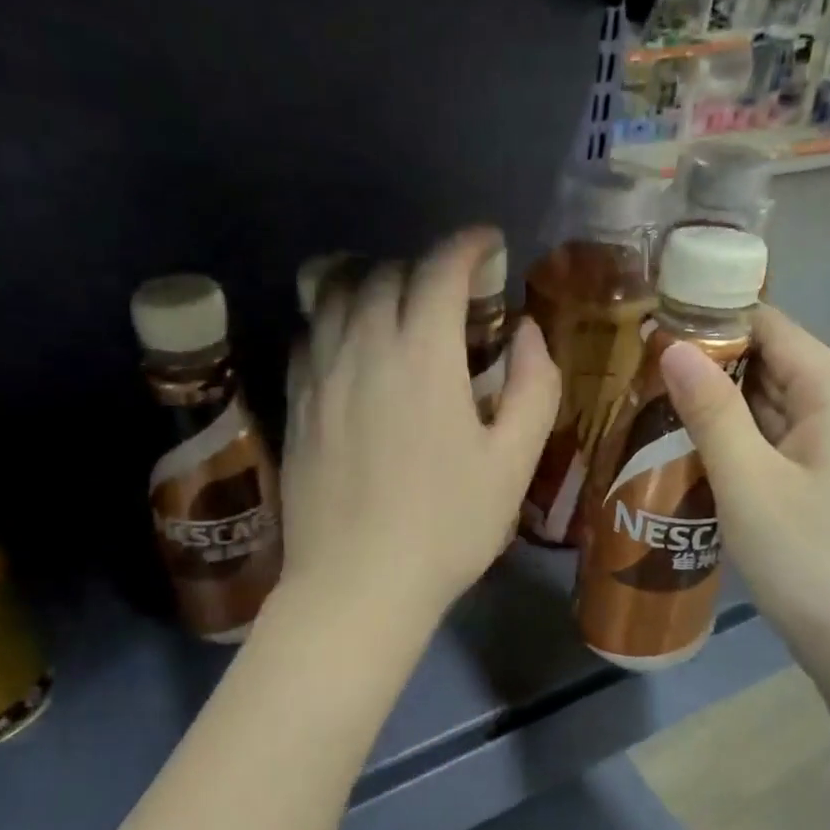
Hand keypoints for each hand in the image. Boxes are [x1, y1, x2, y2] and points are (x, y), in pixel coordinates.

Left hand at [279, 227, 559, 629]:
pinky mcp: (295, 405)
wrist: (358, 585)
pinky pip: (306, 337)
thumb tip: (524, 332)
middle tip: (450, 292)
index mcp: (422, 356)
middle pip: (384, 275)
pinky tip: (348, 348)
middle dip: (423, 267)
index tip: (487, 244)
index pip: (440, 270)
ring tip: (393, 303)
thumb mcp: (514, 463)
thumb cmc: (448, 528)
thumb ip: (534, 386)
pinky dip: (331, 323)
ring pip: (332, 296)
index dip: (467, 245)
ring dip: (368, 283)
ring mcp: (320, 376)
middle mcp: (363, 349)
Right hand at [659, 306, 829, 674]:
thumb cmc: (811, 561)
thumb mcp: (749, 483)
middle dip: (707, 364)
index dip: (714, 318)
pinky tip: (685, 450)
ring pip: (768, 408)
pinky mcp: (823, 484)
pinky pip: (772, 444)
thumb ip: (711, 410)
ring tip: (646, 404)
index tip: (652, 323)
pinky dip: (732, 441)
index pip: (773, 327)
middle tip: (635, 369)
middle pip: (770, 365)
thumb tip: (673, 345)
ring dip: (715, 406)